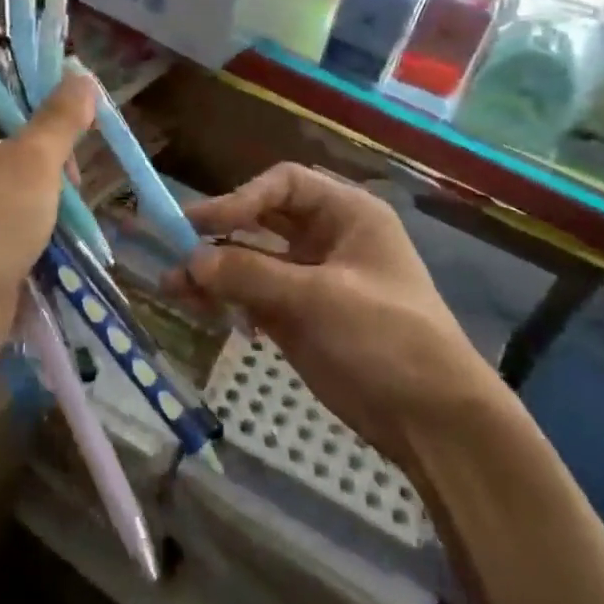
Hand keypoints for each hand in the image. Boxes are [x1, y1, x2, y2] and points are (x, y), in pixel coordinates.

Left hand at [0, 67, 93, 380]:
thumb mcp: (34, 160)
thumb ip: (60, 115)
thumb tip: (81, 78)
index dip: (3, 63)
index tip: (46, 74)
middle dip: (37, 122)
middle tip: (71, 135)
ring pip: (0, 152)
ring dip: (40, 161)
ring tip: (72, 184)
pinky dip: (28, 189)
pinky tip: (61, 204)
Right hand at [176, 164, 503, 469]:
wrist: (431, 419)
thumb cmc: (387, 338)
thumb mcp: (319, 299)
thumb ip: (252, 274)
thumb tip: (190, 260)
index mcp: (347, 215)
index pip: (284, 184)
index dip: (242, 197)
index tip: (204, 224)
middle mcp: (325, 239)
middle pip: (260, 220)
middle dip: (219, 234)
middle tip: (174, 247)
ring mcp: (308, 280)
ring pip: (250, 261)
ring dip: (212, 270)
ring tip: (172, 286)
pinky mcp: (295, 317)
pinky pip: (250, 296)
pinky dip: (223, 299)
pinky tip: (195, 308)